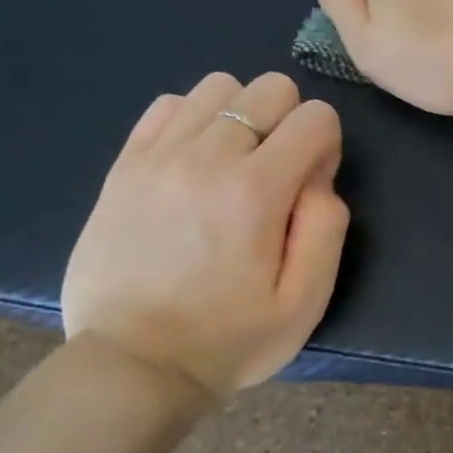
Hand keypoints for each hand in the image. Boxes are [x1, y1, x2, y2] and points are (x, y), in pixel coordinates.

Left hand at [62, 72, 348, 399]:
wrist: (132, 366)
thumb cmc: (231, 337)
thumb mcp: (306, 299)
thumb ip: (328, 224)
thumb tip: (317, 174)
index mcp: (257, 190)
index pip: (316, 116)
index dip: (326, 147)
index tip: (309, 188)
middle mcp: (207, 157)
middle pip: (270, 87)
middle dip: (289, 122)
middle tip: (275, 175)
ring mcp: (158, 157)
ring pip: (219, 86)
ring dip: (241, 116)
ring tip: (233, 165)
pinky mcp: (124, 166)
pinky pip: (168, 105)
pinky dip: (193, 120)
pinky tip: (194, 163)